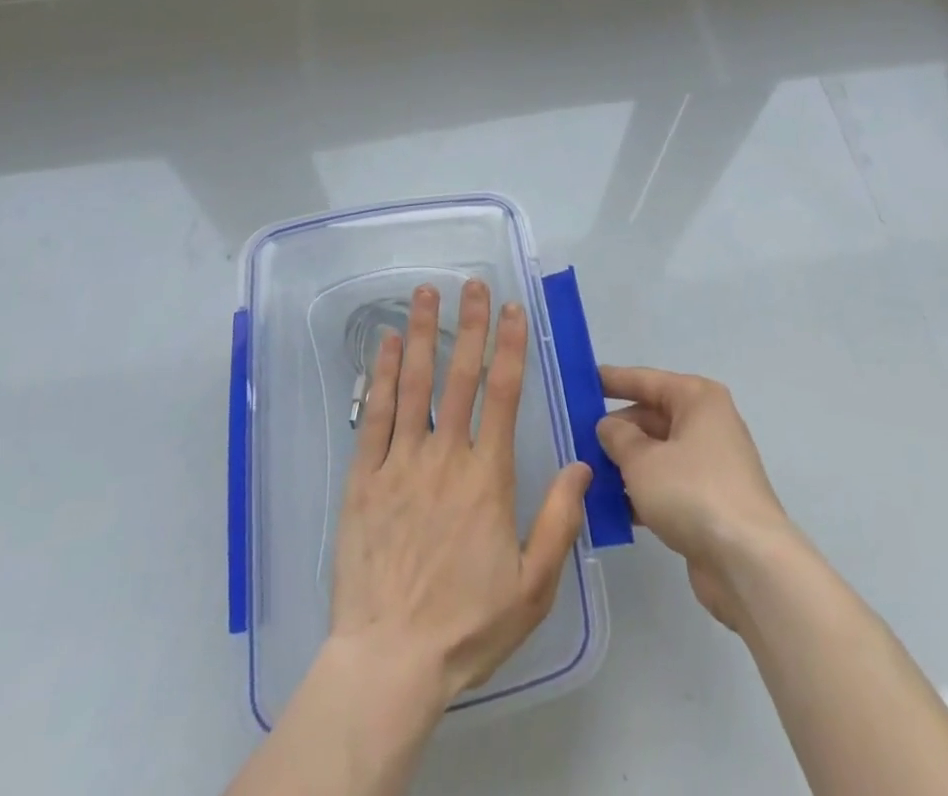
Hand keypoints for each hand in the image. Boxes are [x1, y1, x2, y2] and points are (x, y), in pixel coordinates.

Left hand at [331, 281, 592, 706]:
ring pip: (415, 385)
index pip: (503, 395)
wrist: (389, 664)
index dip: (509, 347)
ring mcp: (400, 464)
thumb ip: (560, 520)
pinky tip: (388, 345)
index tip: (512, 310)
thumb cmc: (467, 625)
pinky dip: (382, 376)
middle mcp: (445, 457)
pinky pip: (374, 416)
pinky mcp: (363, 479)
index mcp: (487, 478)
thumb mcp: (533, 586)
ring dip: (424, 334)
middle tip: (472, 284)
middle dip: (469, 326)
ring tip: (425, 293)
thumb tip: (583, 463)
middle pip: (460, 377)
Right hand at [594, 366, 796, 629]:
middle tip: (576, 440)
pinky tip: (611, 508)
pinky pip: (667, 486)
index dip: (612, 381)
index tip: (581, 381)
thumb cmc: (692, 492)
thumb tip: (608, 426)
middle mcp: (708, 424)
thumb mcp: (642, 460)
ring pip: (657, 454)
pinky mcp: (710, 502)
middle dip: (616, 431)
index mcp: (697, 399)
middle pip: (651, 418)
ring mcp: (711, 465)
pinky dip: (642, 493)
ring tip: (586, 475)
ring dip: (625, 465)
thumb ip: (618, 437)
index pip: (646, 380)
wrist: (748, 563)